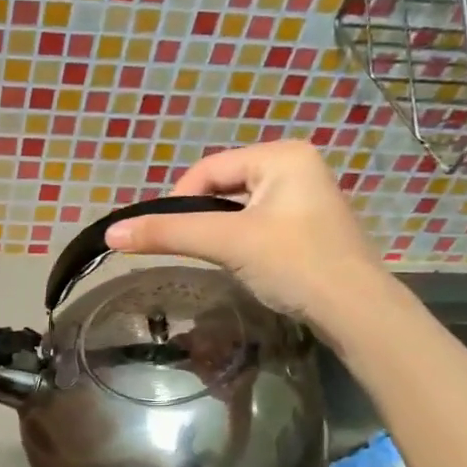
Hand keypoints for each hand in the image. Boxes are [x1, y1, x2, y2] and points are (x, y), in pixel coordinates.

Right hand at [102, 141, 394, 343]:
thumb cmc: (294, 263)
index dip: (179, 200)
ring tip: (218, 258)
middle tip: (193, 249)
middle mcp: (296, 167)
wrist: (355, 311)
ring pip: (239, 208)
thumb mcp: (227, 242)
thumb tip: (111, 233)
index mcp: (282, 155)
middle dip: (202, 217)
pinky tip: (244, 264)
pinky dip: (241, 241)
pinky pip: (258, 224)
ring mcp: (306, 197)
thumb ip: (169, 233)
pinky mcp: (308, 227)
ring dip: (220, 231)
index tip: (166, 235)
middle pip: (223, 186)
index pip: (208, 168)